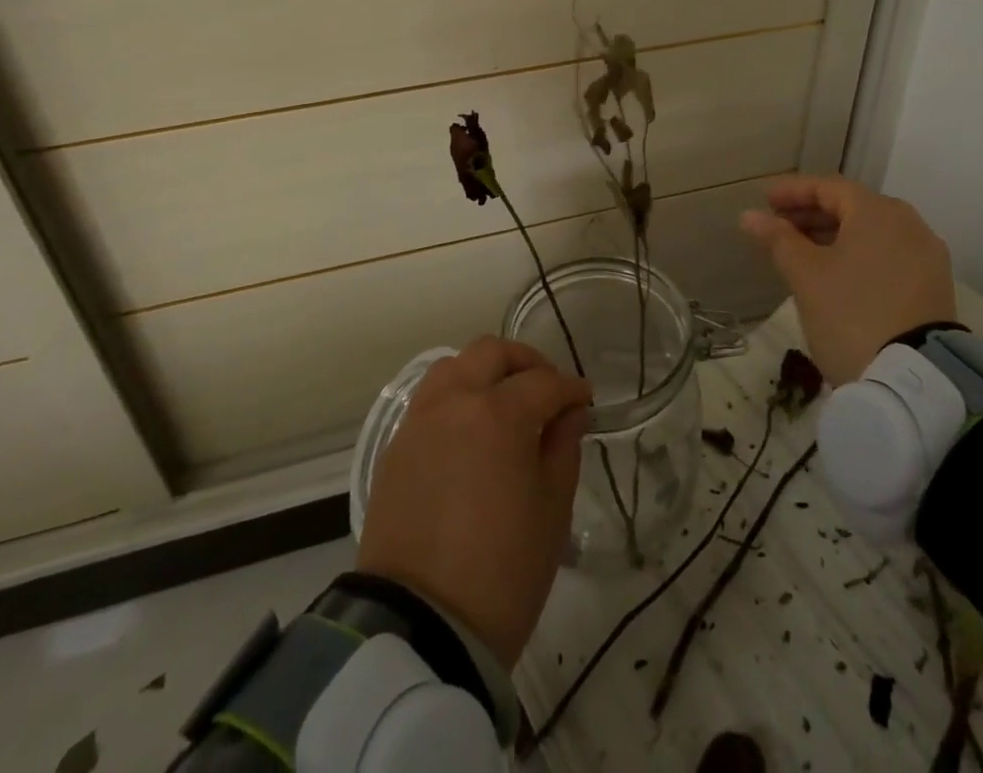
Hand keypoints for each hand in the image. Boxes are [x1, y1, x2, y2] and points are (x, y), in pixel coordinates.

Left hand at [356, 336, 590, 667]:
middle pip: (492, 353)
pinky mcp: (396, 448)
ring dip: (484, 372)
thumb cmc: (502, 571)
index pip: (544, 382)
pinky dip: (456, 396)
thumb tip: (567, 412)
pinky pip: (430, 400)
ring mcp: (419, 421)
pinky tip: (471, 429)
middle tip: (547, 389)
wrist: (419, 630)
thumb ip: (563, 447)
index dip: (571, 388)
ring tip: (505, 402)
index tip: (586, 400)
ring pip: (454, 366)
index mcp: (499, 413)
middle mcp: (455, 402)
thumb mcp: (552, 509)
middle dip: (526, 362)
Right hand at [740, 175, 956, 384]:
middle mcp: (909, 224)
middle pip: (852, 207)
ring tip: (800, 252)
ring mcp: (926, 256)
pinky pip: (887, 255)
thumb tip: (750, 216)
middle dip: (811, 213)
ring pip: (871, 233)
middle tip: (777, 227)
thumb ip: (778, 239)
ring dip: (833, 235)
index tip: (764, 200)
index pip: (828, 187)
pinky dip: (858, 255)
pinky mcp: (933, 287)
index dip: (792, 190)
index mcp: (878, 212)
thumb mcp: (806, 275)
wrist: (912, 383)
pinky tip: (835, 274)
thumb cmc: (850, 314)